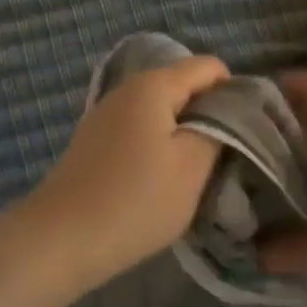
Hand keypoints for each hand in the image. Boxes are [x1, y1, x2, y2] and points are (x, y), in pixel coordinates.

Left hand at [20, 55, 229, 295]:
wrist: (61, 239)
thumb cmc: (136, 200)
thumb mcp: (192, 167)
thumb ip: (218, 130)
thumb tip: (226, 112)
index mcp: (154, 84)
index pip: (209, 67)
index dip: (234, 93)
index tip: (245, 133)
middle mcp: (126, 88)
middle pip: (183, 86)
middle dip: (209, 115)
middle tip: (224, 157)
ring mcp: (105, 114)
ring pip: (161, 111)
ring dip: (183, 135)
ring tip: (194, 173)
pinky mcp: (94, 141)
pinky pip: (139, 130)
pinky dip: (157, 147)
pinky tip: (159, 180)